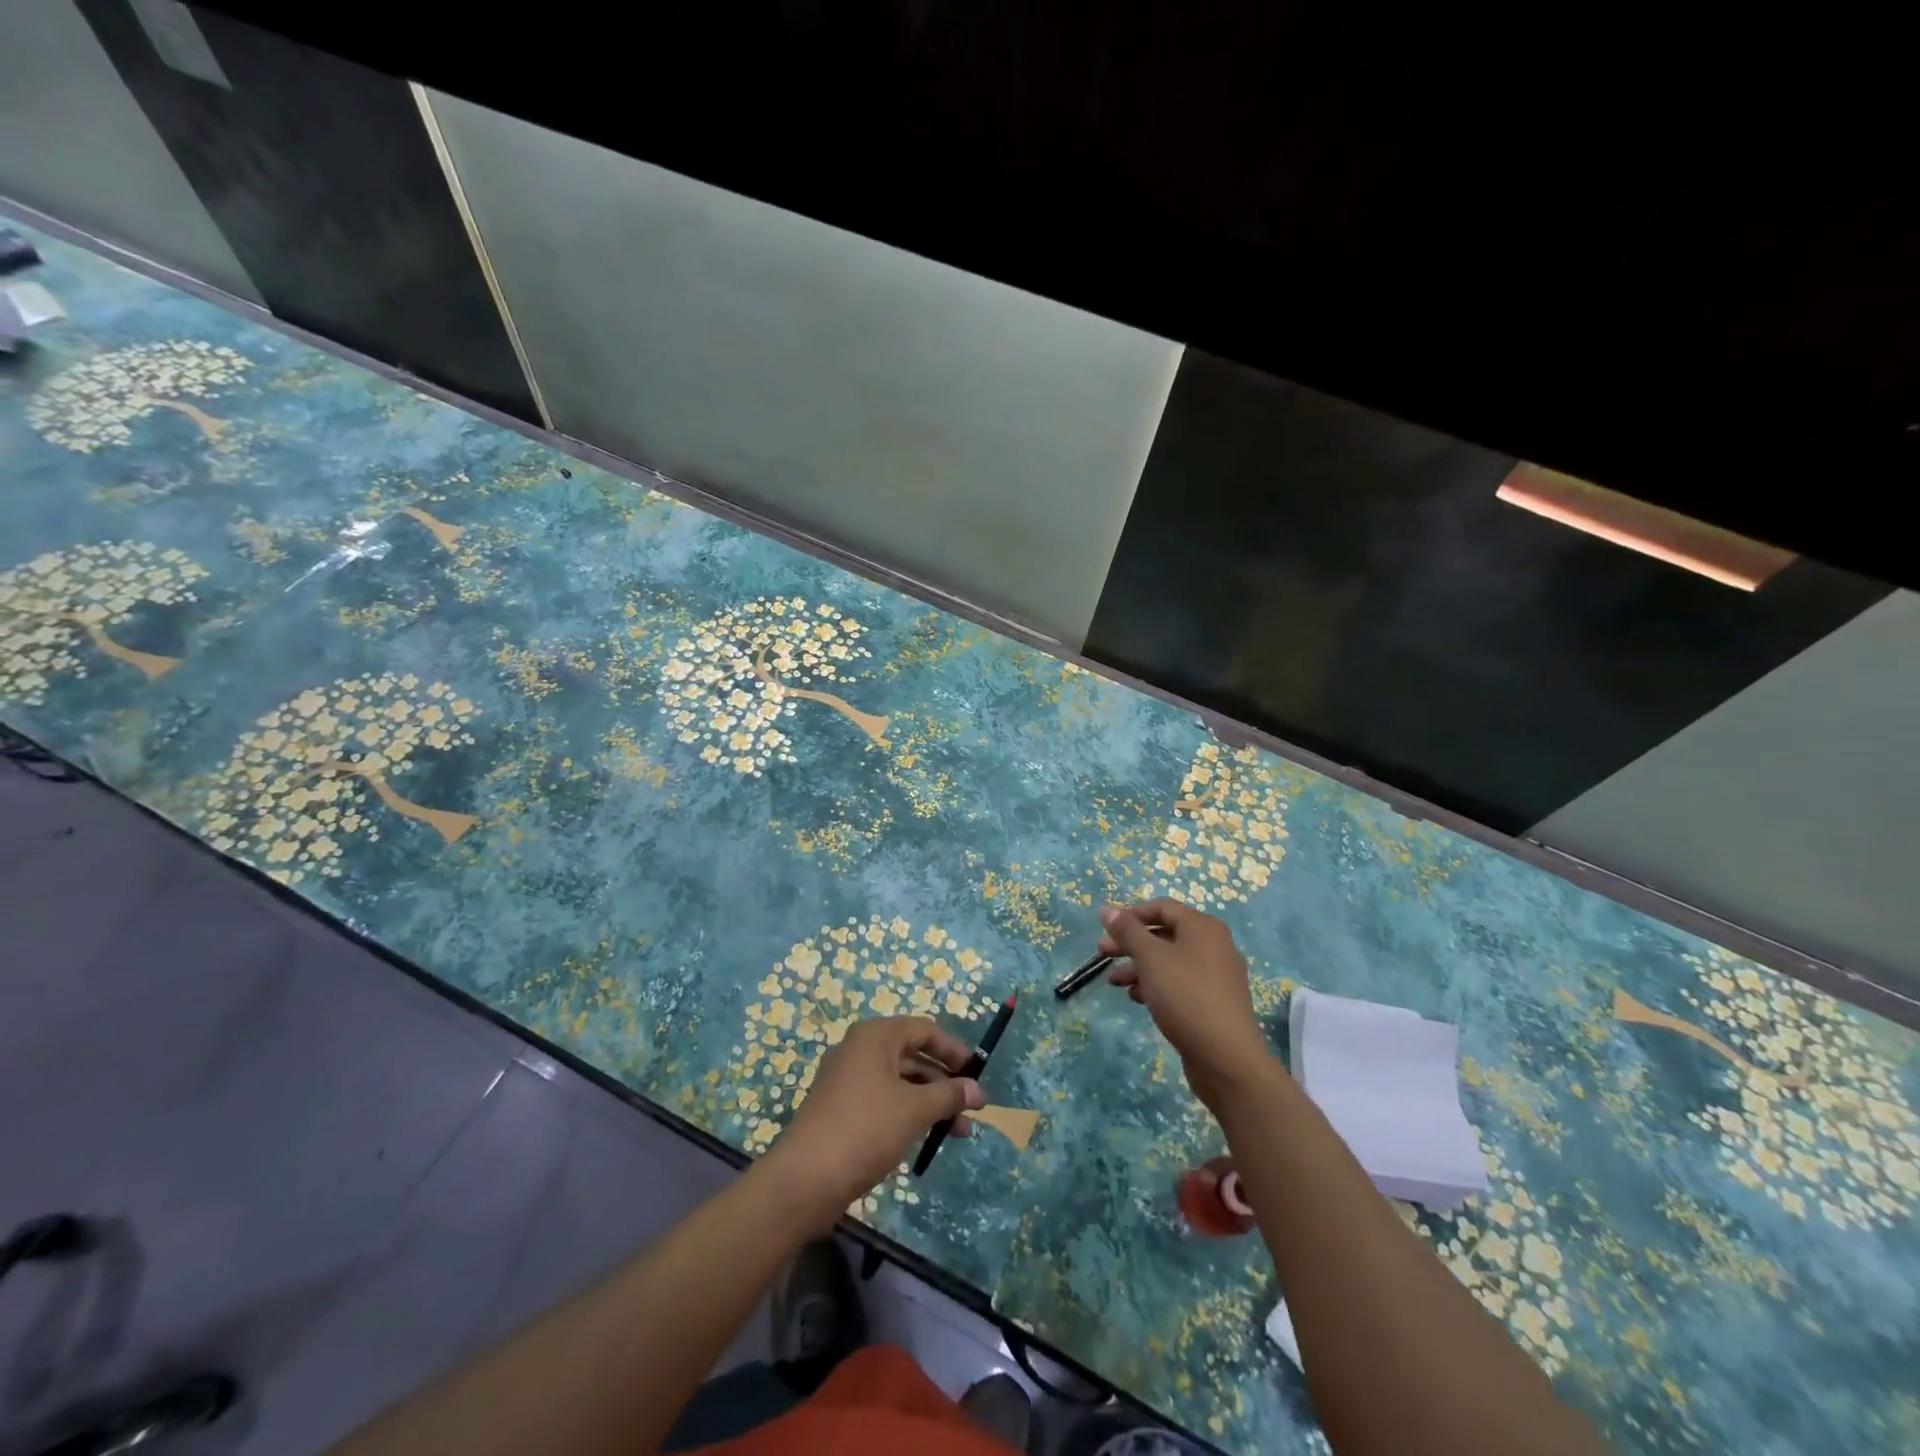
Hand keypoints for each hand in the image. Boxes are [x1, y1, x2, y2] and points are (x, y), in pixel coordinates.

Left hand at [761, 1017, 983, 1229]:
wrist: (805, 1179)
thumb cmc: (865, 1129)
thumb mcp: (915, 1109)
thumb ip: (949, 1095)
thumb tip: (979, 1090)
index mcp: (875, 1036)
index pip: (924, 1030)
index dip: (954, 1050)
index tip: (978, 1074)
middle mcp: (860, 1050)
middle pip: (912, 1056)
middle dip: (945, 1082)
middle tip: (972, 1109)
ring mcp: (847, 1081)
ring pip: (900, 1083)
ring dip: (930, 1103)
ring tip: (959, 1133)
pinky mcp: (841, 1110)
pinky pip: (884, 1102)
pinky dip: (908, 1114)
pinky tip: (926, 1139)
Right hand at [1098, 899, 1274, 1110]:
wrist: (1226, 1057)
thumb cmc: (1186, 996)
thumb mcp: (1150, 958)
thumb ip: (1127, 932)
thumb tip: (1107, 910)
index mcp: (1203, 927)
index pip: (1162, 907)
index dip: (1131, 914)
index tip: (1106, 928)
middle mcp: (1214, 945)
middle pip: (1164, 935)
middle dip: (1131, 944)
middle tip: (1102, 954)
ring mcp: (1217, 975)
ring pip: (1170, 961)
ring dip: (1139, 967)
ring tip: (1115, 983)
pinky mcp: (1214, 1002)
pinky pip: (1180, 983)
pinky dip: (1157, 985)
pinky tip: (1139, 999)